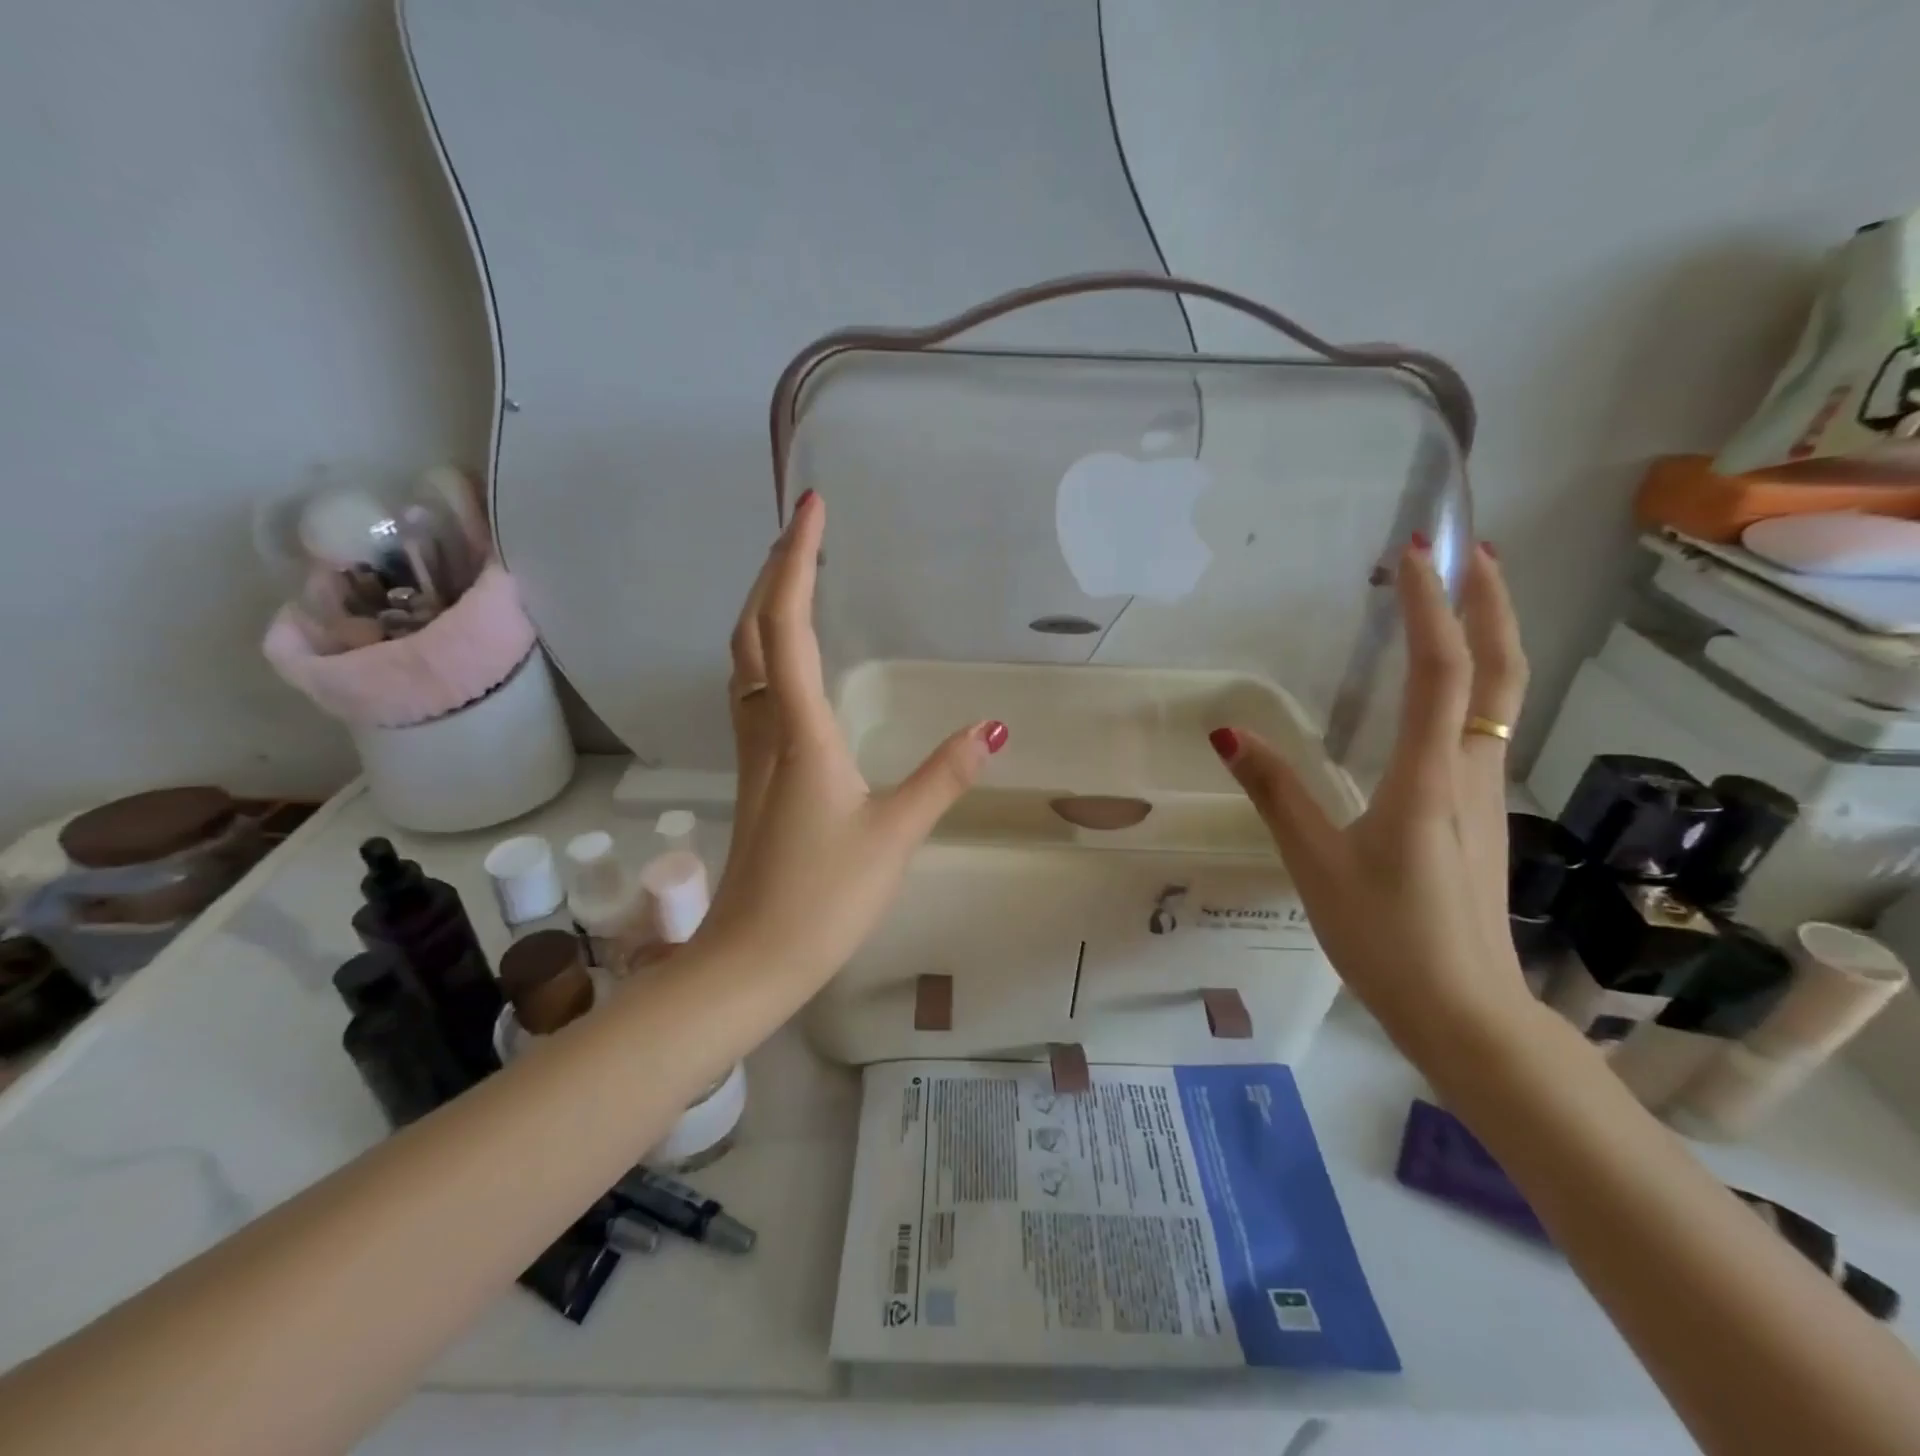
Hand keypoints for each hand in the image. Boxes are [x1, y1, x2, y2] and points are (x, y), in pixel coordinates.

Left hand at [698, 490, 1007, 988]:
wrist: (752, 958)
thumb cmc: (824, 896)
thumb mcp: (895, 833)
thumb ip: (944, 776)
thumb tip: (995, 727)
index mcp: (798, 730)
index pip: (788, 625)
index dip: (797, 560)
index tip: (812, 507)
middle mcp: (765, 728)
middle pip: (753, 631)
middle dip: (774, 570)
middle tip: (805, 527)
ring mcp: (753, 752)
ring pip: (743, 661)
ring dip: (762, 608)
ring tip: (793, 576)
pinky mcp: (756, 776)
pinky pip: (751, 692)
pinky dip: (764, 653)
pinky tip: (785, 661)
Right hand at [1208, 539, 1532, 1052]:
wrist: (1468, 1014)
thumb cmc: (1388, 937)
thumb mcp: (1316, 864)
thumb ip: (1275, 793)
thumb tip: (1227, 734)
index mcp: (1432, 776)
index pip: (1442, 670)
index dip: (1430, 606)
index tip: (1414, 553)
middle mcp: (1473, 771)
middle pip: (1500, 671)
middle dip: (1492, 603)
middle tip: (1468, 551)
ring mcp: (1487, 794)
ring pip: (1500, 699)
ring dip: (1487, 639)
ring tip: (1454, 603)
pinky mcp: (1481, 816)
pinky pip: (1483, 730)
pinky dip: (1472, 686)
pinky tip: (1440, 693)